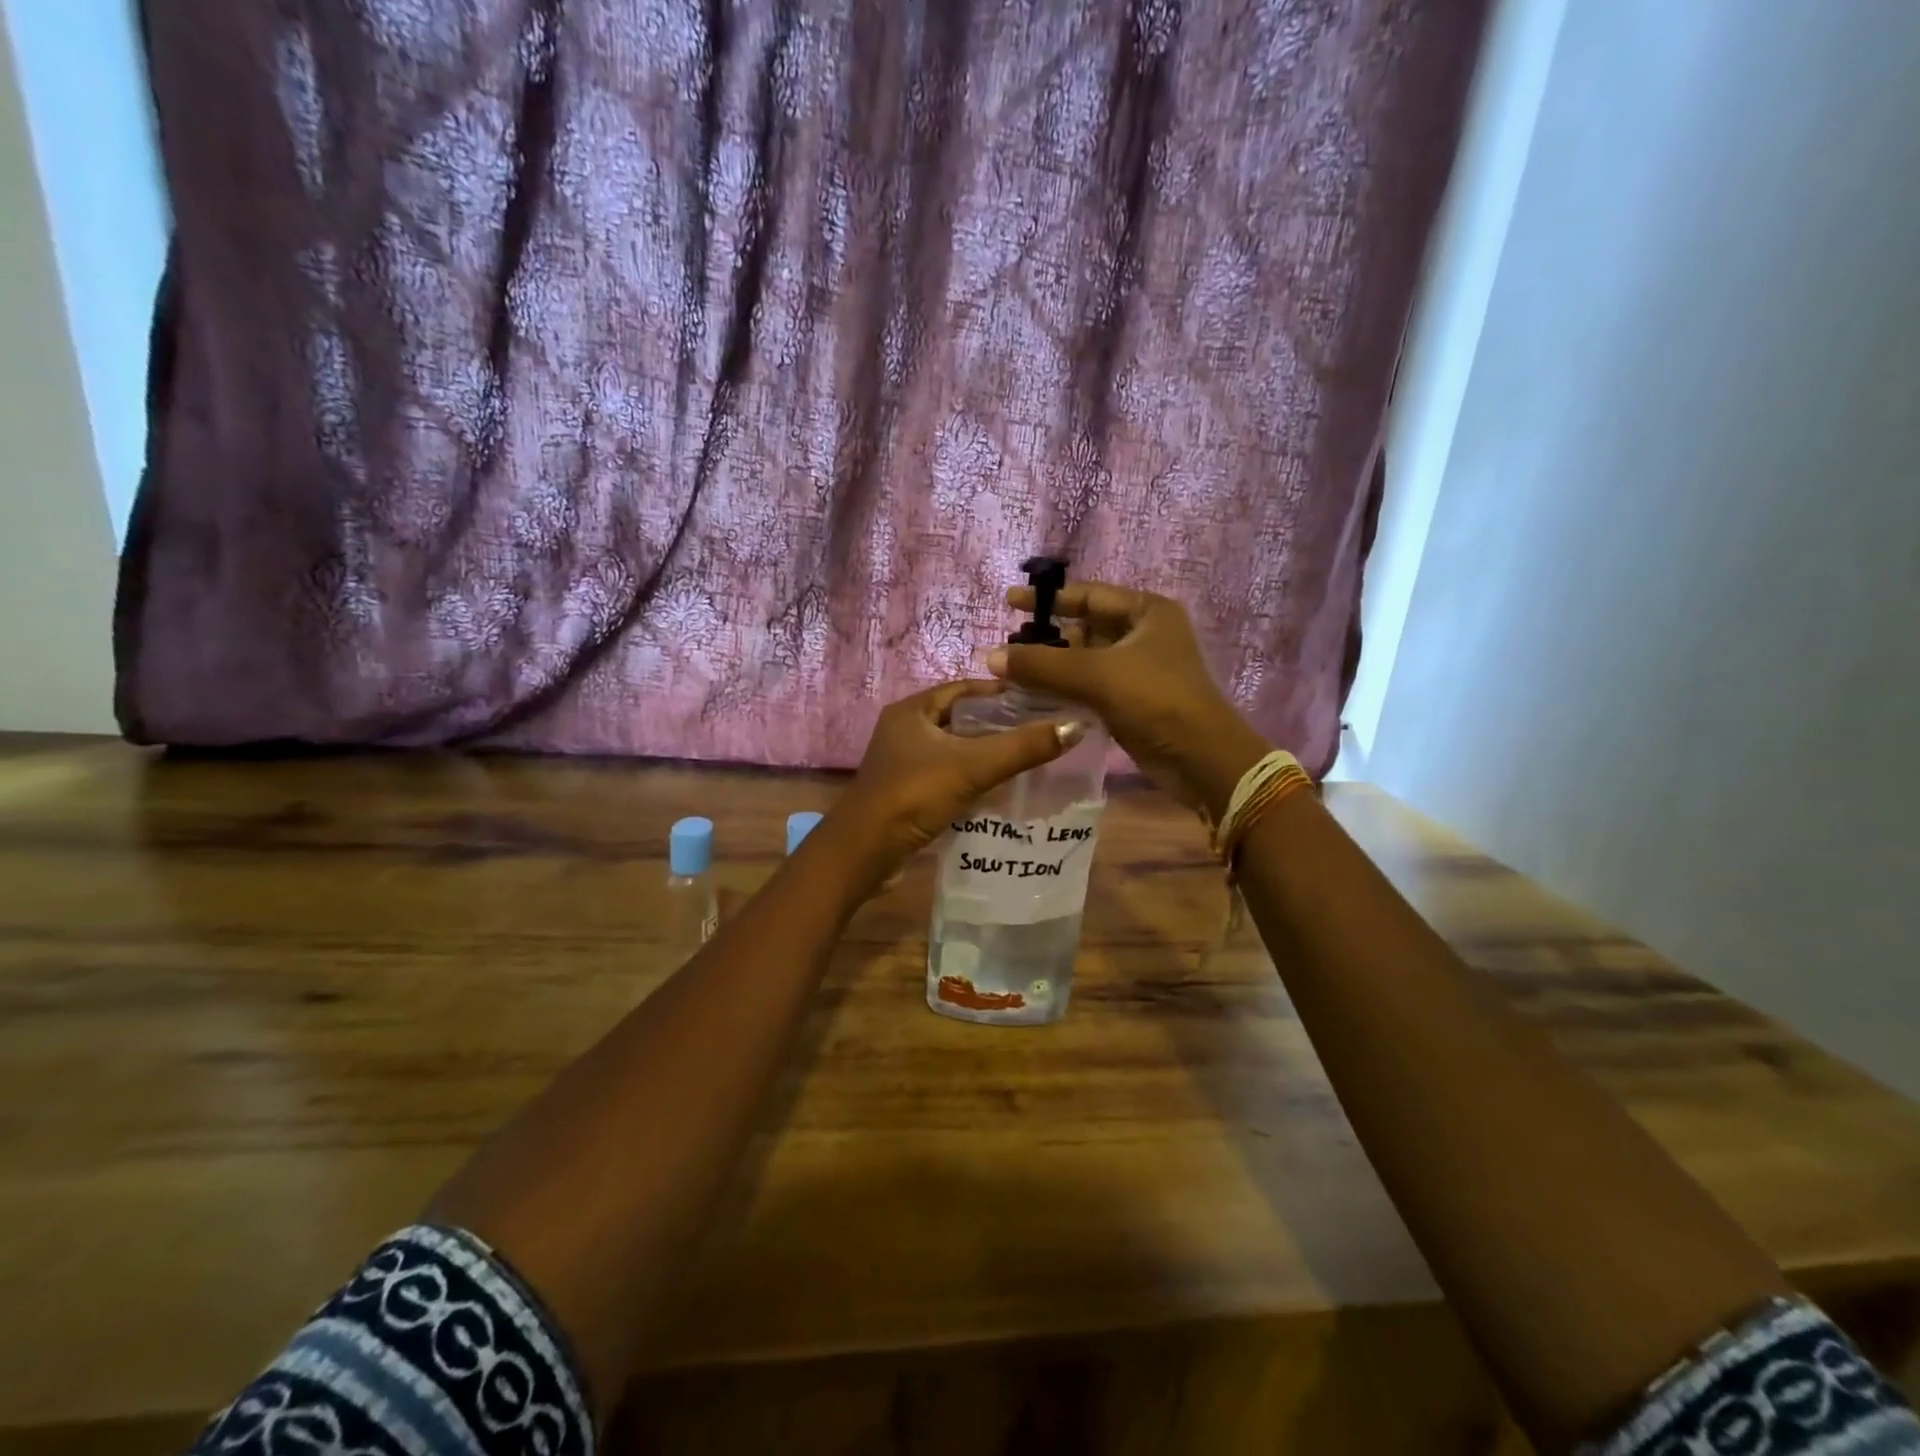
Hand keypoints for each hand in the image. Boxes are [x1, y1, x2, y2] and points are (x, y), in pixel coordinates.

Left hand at [833, 681, 1083, 875]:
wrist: (864, 852)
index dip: (1002, 693)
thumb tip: (1075, 726)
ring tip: (1030, 758)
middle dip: (999, 725)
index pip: (965, 688)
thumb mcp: (972, 766)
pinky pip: (948, 776)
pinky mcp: (907, 792)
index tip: (1041, 700)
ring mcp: (904, 763)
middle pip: (961, 719)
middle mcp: (905, 730)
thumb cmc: (914, 795)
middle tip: (1041, 731)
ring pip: (955, 750)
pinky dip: (973, 778)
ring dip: (986, 754)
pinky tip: (1001, 790)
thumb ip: (1023, 747)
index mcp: (913, 710)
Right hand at [988, 581, 1268, 818]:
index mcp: (1146, 611)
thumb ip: (1042, 664)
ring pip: (1085, 660)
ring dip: (1053, 666)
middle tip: (1006, 646)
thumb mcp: (1097, 675)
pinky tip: (1034, 696)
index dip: (1048, 599)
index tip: (1009, 602)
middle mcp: (1144, 634)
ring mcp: (1139, 669)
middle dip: (1047, 637)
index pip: (1089, 595)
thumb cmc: (1155, 699)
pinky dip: (1065, 689)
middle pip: (1085, 628)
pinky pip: (1090, 686)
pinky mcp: (1132, 700)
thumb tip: (991, 656)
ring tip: (1012, 672)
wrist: (1200, 758)